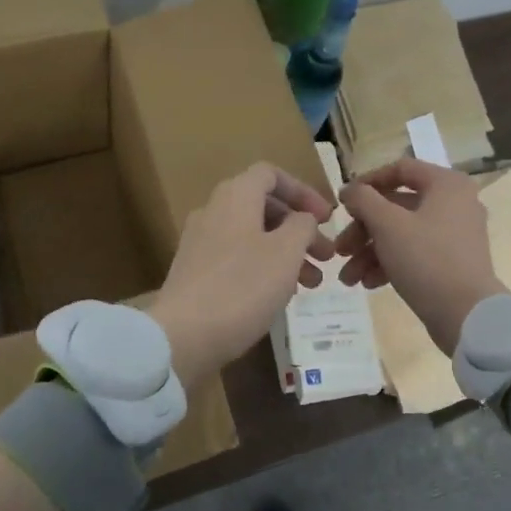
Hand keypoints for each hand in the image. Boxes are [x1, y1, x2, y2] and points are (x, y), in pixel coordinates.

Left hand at [150, 163, 335, 386]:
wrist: (183, 336)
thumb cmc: (242, 287)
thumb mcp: (286, 252)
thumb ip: (302, 226)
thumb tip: (301, 219)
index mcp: (235, 196)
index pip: (271, 175)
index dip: (303, 191)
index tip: (327, 218)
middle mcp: (213, 211)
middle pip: (264, 207)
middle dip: (300, 229)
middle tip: (326, 256)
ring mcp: (200, 243)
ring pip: (253, 236)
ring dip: (286, 253)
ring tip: (312, 283)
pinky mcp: (195, 273)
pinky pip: (237, 258)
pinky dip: (263, 268)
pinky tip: (280, 295)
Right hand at [335, 158, 506, 354]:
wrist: (467, 316)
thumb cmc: (427, 260)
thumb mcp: (388, 225)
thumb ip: (364, 200)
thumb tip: (350, 190)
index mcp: (446, 184)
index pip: (400, 169)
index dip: (367, 182)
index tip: (343, 202)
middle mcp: (454, 203)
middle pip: (396, 206)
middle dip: (363, 230)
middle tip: (340, 249)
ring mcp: (455, 235)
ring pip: (402, 233)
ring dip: (370, 252)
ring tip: (348, 278)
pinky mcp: (452, 262)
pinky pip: (415, 253)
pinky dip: (390, 264)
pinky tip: (368, 284)